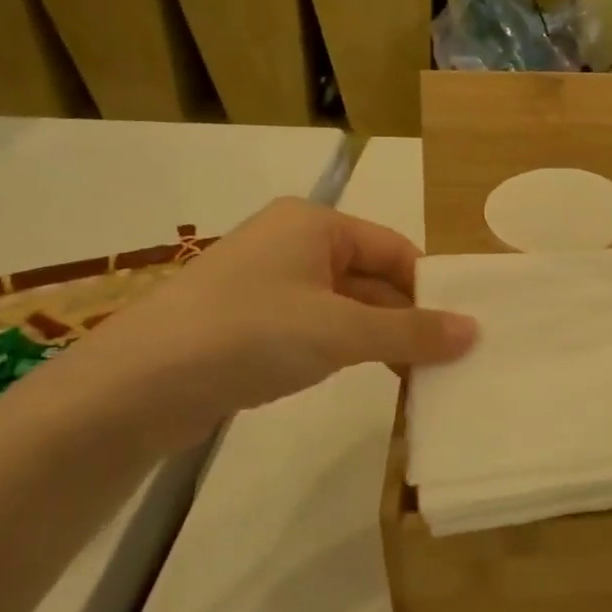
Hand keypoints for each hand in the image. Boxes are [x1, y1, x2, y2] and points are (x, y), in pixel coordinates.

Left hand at [39, 198, 475, 450]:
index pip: (395, 249)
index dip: (430, 289)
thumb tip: (475, 331)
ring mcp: (268, 283)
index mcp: (315, 224)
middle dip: (407, 318)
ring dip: (380, 338)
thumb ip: (410, 331)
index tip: (461, 332)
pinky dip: (346, 350)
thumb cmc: (250, 334)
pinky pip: (316, 328)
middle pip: (371, 277)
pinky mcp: (250, 322)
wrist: (136, 387)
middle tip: (446, 361)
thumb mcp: (340, 331)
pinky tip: (367, 377)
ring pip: (345, 306)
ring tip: (417, 376)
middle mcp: (292, 243)